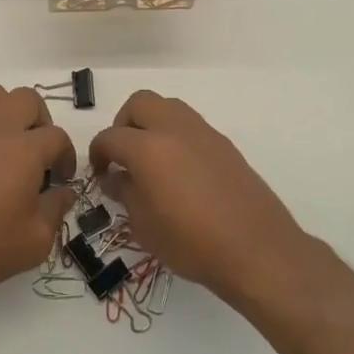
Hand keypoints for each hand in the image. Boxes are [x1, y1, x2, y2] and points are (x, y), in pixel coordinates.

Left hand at [0, 84, 75, 309]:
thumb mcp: (35, 241)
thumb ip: (56, 210)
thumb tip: (64, 192)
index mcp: (26, 149)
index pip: (58, 137)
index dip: (66, 157)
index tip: (60, 180)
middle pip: (28, 99)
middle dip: (40, 122)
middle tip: (37, 153)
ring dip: (5, 111)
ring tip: (5, 141)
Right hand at [88, 90, 306, 301]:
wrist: (257, 249)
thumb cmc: (192, 243)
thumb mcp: (144, 226)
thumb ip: (125, 193)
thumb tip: (115, 177)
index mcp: (148, 148)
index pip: (110, 137)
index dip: (97, 153)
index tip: (99, 173)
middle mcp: (174, 129)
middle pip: (139, 104)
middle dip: (124, 124)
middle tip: (122, 155)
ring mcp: (203, 132)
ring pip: (167, 107)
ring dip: (151, 124)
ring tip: (150, 160)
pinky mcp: (224, 143)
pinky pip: (190, 125)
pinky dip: (175, 135)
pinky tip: (178, 170)